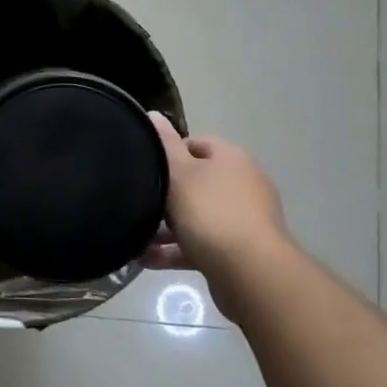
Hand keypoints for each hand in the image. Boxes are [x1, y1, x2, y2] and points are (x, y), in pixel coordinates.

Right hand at [149, 113, 289, 275]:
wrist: (250, 272)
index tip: (145, 168)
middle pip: (197, 182)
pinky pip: (202, 244)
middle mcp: (243, 184)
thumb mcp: (179, 172)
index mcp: (231, 159)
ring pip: (197, 217)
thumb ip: (164, 144)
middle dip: (166, 195)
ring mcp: (245, 219)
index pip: (195, 144)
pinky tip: (147, 259)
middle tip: (138, 202)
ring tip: (136, 237)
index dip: (168, 154)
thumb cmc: (210, 212)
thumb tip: (154, 115)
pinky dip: (177, 250)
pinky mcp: (241, 251)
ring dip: (167, 228)